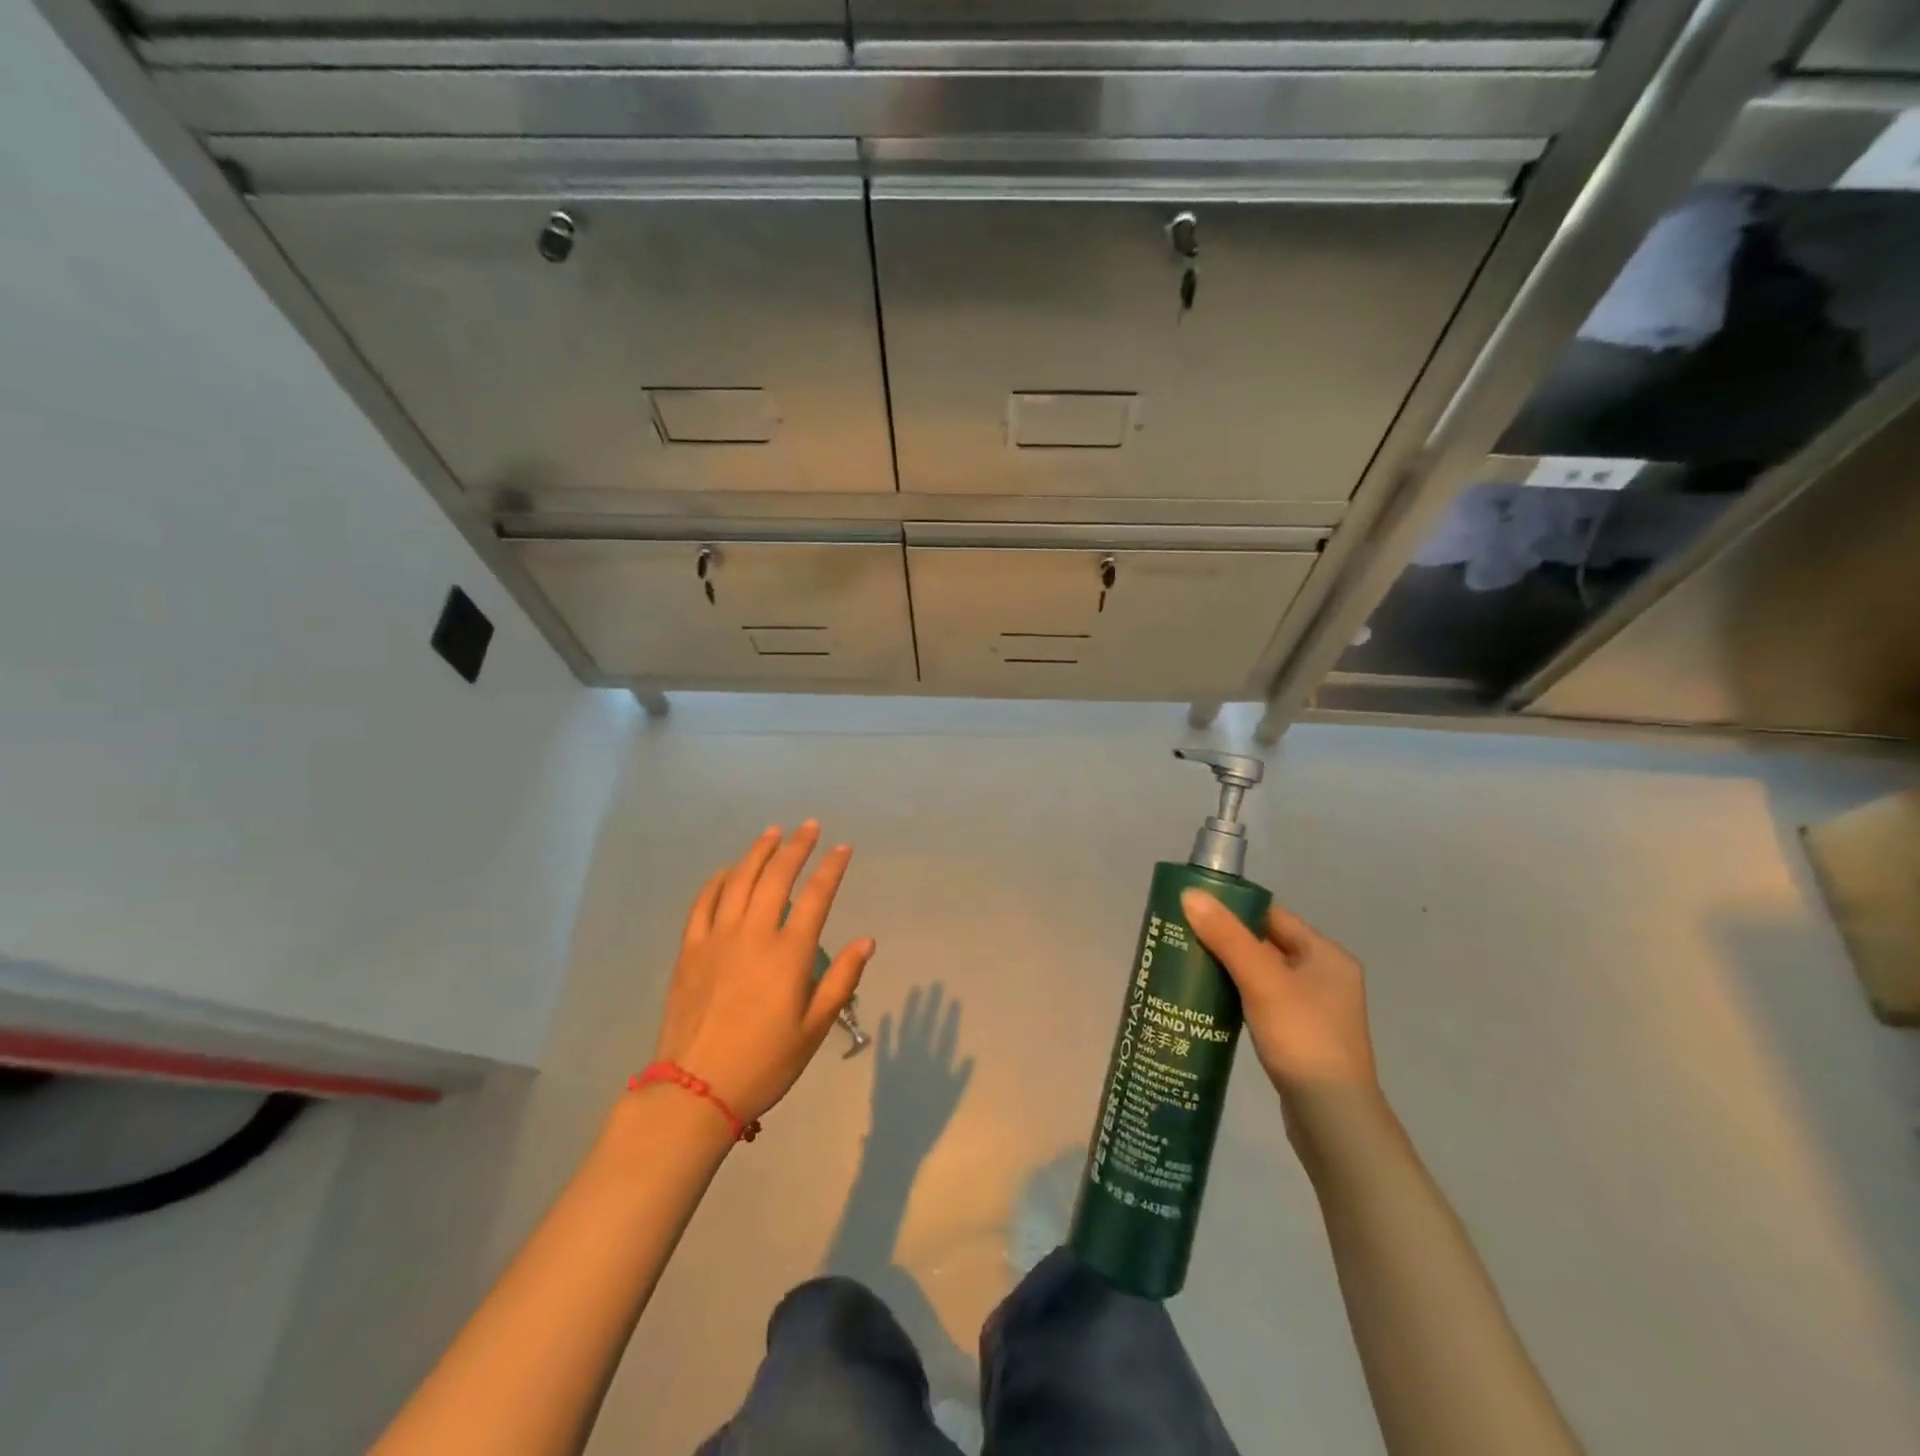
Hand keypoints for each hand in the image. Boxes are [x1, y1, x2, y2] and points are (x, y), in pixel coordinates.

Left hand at [653, 822, 874, 1123]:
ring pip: (739, 880)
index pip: (817, 896)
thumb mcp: (814, 1029)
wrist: (695, 1090)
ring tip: (772, 833)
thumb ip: (841, 980)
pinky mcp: (690, 950)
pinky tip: (727, 870)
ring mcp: (717, 938)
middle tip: (810, 826)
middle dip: (796, 847)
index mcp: (788, 954)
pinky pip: (703, 903)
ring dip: (758, 852)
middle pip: (777, 877)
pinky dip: (717, 881)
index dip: (832, 867)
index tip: (843, 848)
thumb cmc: (765, 1063)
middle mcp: (754, 934)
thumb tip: (866, 941)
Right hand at [1181, 890, 1378, 1120]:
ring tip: (1188, 967)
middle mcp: (1326, 976)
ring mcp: (1316, 1010)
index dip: (1233, 910)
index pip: (1273, 916)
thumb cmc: (1302, 1037)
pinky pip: (1264, 1002)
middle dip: (1226, 941)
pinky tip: (1211, 1003)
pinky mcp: (1302, 1038)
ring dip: (1230, 970)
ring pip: (1263, 976)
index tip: (1193, 910)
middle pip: (1267, 944)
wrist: (1332, 1119)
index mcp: (1327, 955)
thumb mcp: (1261, 980)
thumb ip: (1226, 936)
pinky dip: (1239, 997)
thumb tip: (1189, 893)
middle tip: (1182, 938)